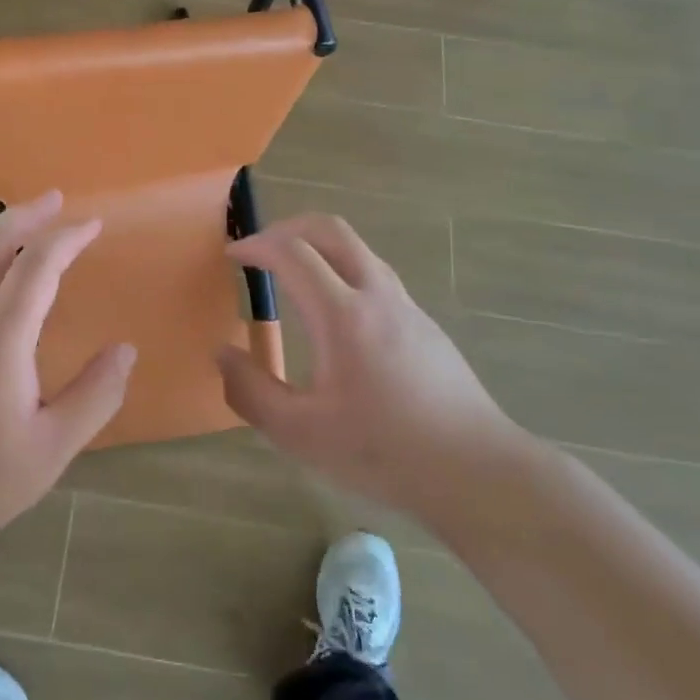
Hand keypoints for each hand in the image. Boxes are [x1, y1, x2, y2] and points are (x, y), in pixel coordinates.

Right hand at [217, 214, 524, 513]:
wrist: (476, 470)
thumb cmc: (383, 452)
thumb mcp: (300, 434)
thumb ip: (251, 392)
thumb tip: (223, 354)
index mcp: (342, 315)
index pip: (292, 252)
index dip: (256, 245)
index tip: (232, 256)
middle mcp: (377, 295)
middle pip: (331, 230)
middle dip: (288, 228)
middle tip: (261, 250)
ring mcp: (407, 306)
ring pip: (358, 250)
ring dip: (318, 248)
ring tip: (293, 278)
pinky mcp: (425, 324)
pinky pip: (375, 277)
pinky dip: (343, 273)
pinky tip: (335, 319)